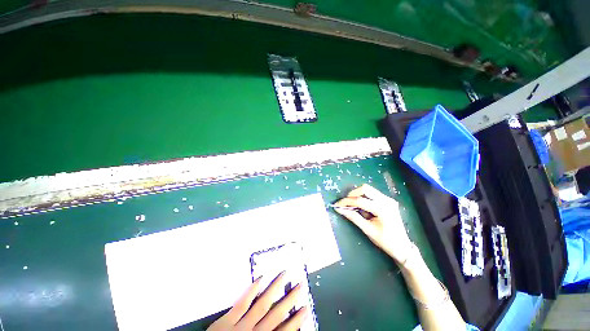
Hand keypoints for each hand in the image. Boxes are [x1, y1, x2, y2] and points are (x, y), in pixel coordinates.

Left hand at [207, 272, 307, 330]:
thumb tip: (282, 330)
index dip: (296, 320)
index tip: (306, 307)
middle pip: (276, 314)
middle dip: (290, 300)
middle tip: (300, 284)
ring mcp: (241, 326)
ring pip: (262, 304)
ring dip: (274, 289)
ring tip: (284, 274)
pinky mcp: (226, 321)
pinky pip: (241, 304)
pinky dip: (252, 291)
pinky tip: (260, 279)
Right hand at [335, 184, 412, 262]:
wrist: (403, 247)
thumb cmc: (385, 241)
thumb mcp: (368, 230)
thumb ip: (353, 217)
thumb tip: (340, 209)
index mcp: (382, 209)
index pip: (360, 201)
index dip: (346, 202)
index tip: (337, 204)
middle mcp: (386, 200)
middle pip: (365, 188)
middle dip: (352, 194)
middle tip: (346, 202)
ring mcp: (388, 199)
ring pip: (368, 189)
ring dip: (358, 195)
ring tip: (352, 204)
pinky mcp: (388, 200)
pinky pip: (373, 194)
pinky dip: (364, 197)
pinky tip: (361, 206)